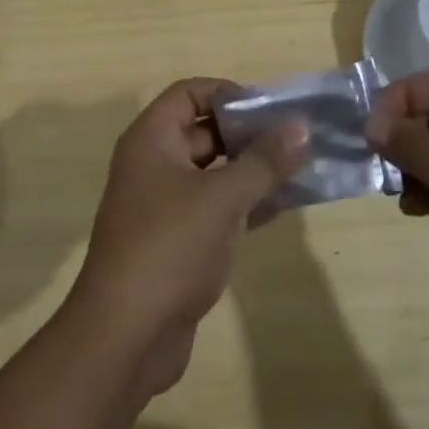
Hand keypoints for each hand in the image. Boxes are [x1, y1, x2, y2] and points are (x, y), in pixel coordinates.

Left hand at [68, 79, 309, 399]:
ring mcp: (165, 205)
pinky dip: (246, 204)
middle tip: (298, 140)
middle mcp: (154, 165)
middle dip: (249, 134)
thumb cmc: (170, 248)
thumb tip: (301, 124)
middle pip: (204, 131)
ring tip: (302, 169)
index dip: (228, 93)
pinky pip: (216, 209)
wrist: (126, 335)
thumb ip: (264, 161)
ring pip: (214, 173)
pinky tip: (284, 207)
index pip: (189, 93)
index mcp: (151, 140)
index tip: (270, 110)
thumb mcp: (222, 198)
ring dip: (253, 171)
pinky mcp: (178, 242)